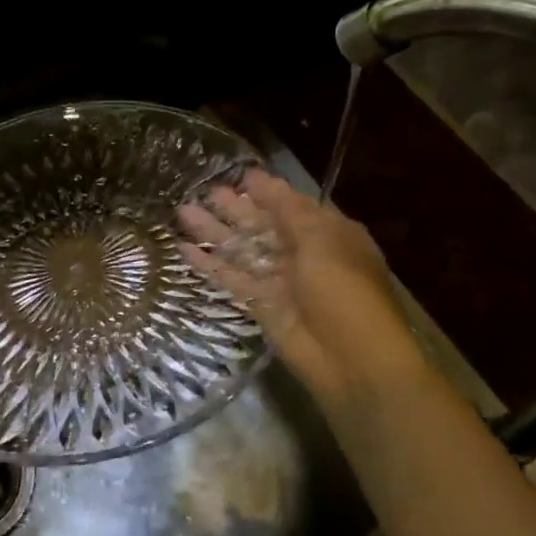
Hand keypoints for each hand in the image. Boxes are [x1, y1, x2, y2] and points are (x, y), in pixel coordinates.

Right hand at [179, 170, 423, 412]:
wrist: (352, 359)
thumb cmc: (345, 290)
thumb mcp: (321, 240)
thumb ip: (287, 210)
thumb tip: (259, 179)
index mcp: (328, 234)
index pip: (291, 206)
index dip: (264, 192)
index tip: (236, 176)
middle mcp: (304, 254)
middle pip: (262, 227)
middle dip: (234, 210)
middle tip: (202, 193)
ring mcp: (281, 282)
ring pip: (243, 251)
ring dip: (215, 233)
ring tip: (182, 212)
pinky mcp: (261, 306)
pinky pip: (232, 280)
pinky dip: (210, 266)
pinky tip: (184, 250)